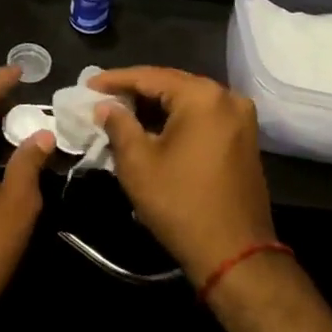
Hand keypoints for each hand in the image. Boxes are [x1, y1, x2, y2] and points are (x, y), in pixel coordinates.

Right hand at [89, 67, 275, 286]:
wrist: (235, 254)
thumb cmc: (181, 204)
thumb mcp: (138, 163)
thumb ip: (119, 125)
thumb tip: (106, 106)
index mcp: (202, 96)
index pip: (150, 76)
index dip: (115, 80)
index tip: (88, 85)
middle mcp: (226, 97)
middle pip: (171, 84)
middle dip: (135, 91)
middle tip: (102, 97)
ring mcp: (240, 118)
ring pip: (187, 101)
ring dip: (155, 106)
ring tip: (121, 112)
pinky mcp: (243, 138)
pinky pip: (202, 116)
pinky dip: (176, 119)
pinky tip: (151, 128)